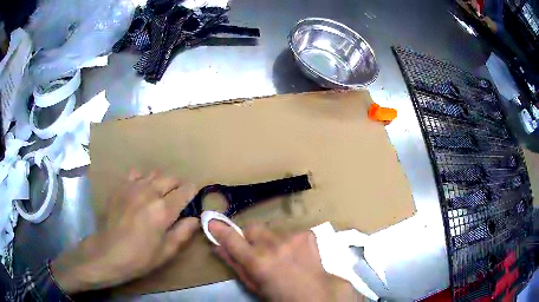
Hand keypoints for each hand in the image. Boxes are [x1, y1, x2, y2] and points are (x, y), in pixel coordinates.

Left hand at [51, 170, 198, 293]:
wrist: (108, 252)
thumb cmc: (140, 257)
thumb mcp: (167, 251)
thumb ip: (183, 232)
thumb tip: (195, 219)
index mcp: (163, 210)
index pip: (185, 190)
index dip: (192, 191)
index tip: (194, 195)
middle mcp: (149, 192)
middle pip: (170, 178)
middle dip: (178, 185)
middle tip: (178, 198)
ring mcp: (133, 187)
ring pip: (154, 174)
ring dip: (161, 182)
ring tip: (160, 194)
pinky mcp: (120, 188)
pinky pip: (136, 175)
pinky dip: (143, 179)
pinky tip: (141, 191)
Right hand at [210, 222, 361, 301]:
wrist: (314, 295)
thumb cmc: (279, 296)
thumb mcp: (253, 284)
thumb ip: (235, 264)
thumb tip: (219, 247)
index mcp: (257, 262)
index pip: (232, 239)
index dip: (220, 230)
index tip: (211, 222)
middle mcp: (273, 246)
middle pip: (252, 228)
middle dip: (250, 237)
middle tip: (257, 251)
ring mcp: (292, 237)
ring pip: (271, 230)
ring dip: (270, 241)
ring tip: (281, 256)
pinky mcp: (306, 234)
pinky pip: (289, 232)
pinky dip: (288, 241)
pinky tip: (295, 254)